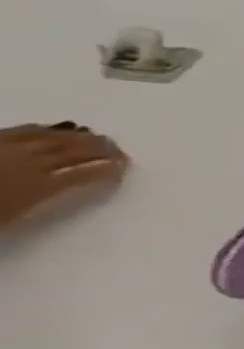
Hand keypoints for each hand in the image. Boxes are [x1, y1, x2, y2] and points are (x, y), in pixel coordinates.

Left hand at [0, 123, 128, 230]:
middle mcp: (26, 163)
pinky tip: (53, 130)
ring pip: (51, 137)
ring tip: (94, 137)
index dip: (108, 170)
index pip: (84, 174)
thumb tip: (74, 182)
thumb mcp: (10, 218)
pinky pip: (22, 130)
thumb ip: (43, 200)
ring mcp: (3, 148)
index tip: (127, 168)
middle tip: (119, 149)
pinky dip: (45, 130)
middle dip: (100, 149)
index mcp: (37, 185)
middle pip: (72, 151)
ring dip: (77, 136)